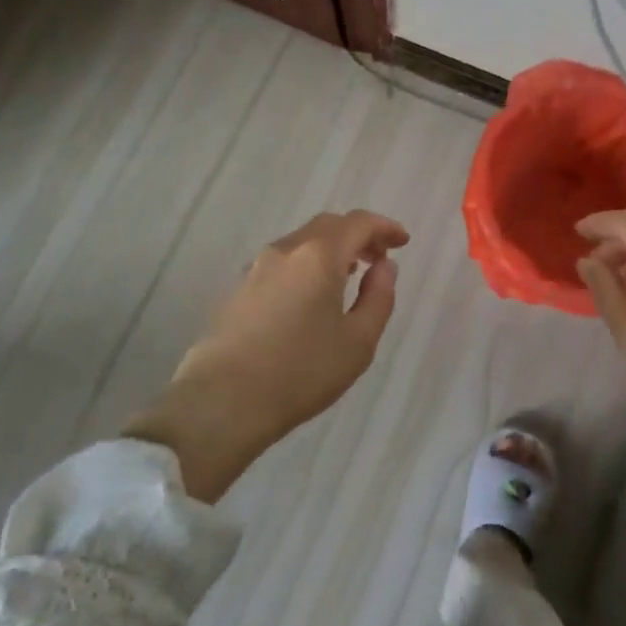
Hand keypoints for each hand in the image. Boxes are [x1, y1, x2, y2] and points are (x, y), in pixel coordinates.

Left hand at [122, 210, 408, 500]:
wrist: (222, 402)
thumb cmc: (301, 372)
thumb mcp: (358, 342)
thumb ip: (379, 297)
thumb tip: (384, 267)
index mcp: (319, 255)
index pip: (358, 223)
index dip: (385, 227)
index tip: (402, 241)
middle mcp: (285, 250)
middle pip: (328, 225)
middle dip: (358, 235)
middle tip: (378, 257)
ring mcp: (256, 268)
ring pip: (301, 243)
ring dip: (330, 249)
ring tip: (348, 275)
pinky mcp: (237, 289)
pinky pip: (281, 262)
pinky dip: (306, 265)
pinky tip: (311, 296)